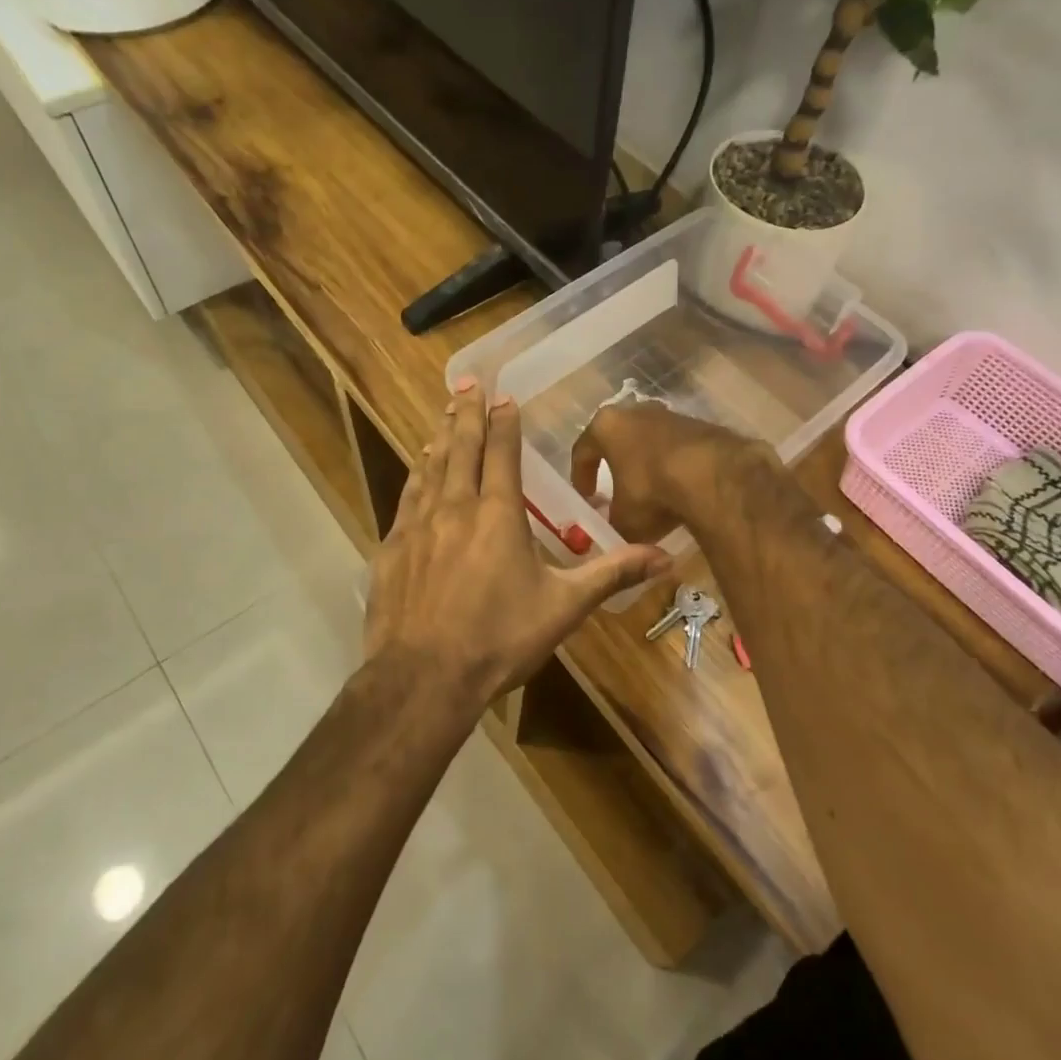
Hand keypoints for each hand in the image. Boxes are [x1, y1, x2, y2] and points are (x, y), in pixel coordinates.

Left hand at [363, 382, 671, 704]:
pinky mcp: (393, 547)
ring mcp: (419, 525)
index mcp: (499, 515)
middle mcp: (456, 507)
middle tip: (467, 382)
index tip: (503, 397)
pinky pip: (407, 497)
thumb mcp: (564, 607)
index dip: (504, 423)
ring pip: (431, 468)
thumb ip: (612, 574)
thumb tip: (666, 557)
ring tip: (443, 413)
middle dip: (466, 413)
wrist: (424, 677)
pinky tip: (418, 468)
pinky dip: (416, 474)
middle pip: (461, 448)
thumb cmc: (500, 639)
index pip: (502, 454)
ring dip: (440, 437)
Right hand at [569, 401, 761, 542]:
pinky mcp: (701, 425)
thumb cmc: (650, 489)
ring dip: (648, 465)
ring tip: (652, 493)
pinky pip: (678, 449)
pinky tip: (680, 490)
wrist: (711, 475)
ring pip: (650, 442)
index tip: (586, 498)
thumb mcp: (623, 518)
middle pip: (619, 440)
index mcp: (606, 426)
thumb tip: (614, 530)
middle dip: (617, 466)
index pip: (583, 450)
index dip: (581, 476)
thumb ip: (613, 522)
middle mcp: (636, 412)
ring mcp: (671, 415)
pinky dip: (675, 467)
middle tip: (617, 491)